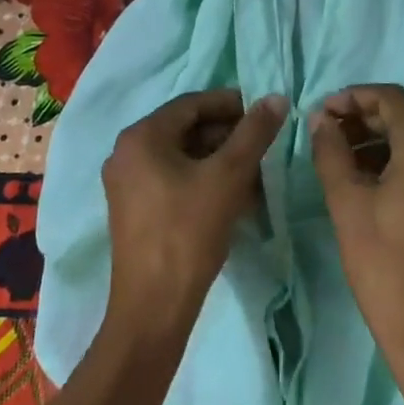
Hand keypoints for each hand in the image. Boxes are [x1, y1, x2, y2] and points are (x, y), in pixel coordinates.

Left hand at [102, 89, 287, 346]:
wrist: (154, 307)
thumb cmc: (189, 232)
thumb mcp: (228, 176)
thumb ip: (254, 133)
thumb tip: (276, 98)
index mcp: (141, 136)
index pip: (192, 104)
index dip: (231, 104)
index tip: (265, 112)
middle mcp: (127, 153)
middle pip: (186, 129)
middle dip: (228, 135)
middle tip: (263, 146)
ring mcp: (127, 184)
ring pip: (182, 156)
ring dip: (219, 159)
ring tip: (255, 173)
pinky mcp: (134, 210)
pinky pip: (173, 179)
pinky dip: (203, 180)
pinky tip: (234, 196)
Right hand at [310, 85, 403, 396]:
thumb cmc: (384, 263)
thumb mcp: (347, 202)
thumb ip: (330, 152)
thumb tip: (319, 119)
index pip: (390, 98)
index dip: (352, 97)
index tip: (320, 113)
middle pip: (403, 116)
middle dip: (361, 117)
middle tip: (323, 133)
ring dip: (374, 139)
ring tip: (336, 156)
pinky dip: (392, 159)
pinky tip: (362, 179)